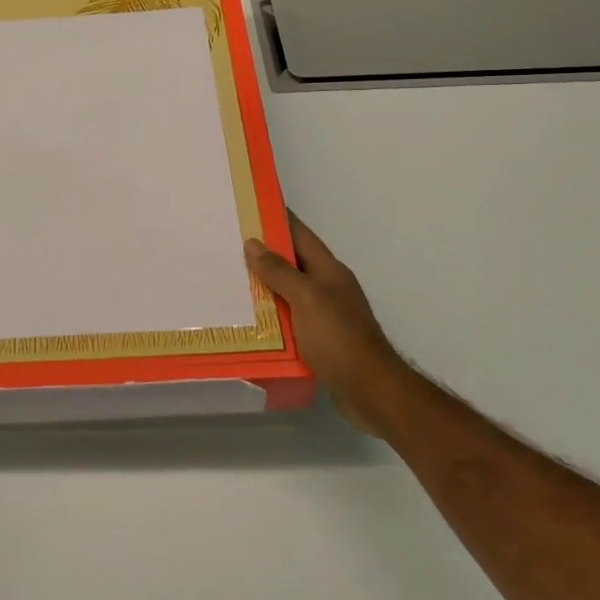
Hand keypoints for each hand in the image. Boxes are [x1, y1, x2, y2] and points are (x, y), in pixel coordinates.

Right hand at [246, 214, 405, 434]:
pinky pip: (290, 321)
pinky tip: (249, 321)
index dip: (277, 219)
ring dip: (264, 289)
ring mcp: (326, 315)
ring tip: (230, 282)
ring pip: (289, 293)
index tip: (250, 208)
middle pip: (292, 263)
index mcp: (329, 270)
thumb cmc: (339, 338)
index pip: (300, 234)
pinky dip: (272, 318)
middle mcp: (328, 288)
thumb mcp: (306, 298)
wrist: (371, 392)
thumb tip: (253, 243)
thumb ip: (280, 271)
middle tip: (227, 247)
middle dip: (263, 255)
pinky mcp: (321, 341)